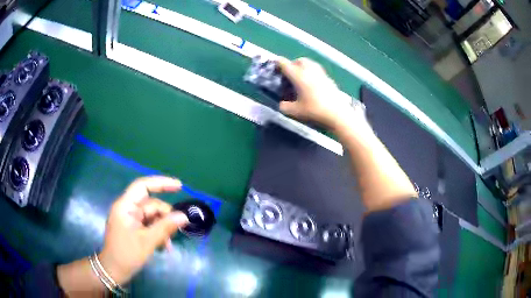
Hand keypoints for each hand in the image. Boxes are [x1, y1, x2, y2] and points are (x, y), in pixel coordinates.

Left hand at [98, 176, 188, 284]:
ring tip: (168, 245)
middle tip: (177, 230)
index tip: (179, 186)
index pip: (143, 186)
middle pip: (151, 204)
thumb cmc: (127, 254)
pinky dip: (158, 233)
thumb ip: (165, 227)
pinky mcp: (133, 228)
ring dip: (163, 228)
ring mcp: (130, 219)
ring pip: (152, 216)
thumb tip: (184, 216)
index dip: (161, 183)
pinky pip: (149, 225)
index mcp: (125, 206)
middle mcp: (127, 209)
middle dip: (165, 216)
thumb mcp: (147, 241)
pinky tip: (164, 246)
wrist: (114, 270)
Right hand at [278, 57, 363, 130]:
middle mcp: (309, 70)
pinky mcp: (329, 79)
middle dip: (292, 65)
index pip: (285, 63)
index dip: (277, 64)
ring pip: (310, 64)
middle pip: (299, 60)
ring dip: (303, 67)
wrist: (337, 114)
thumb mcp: (295, 112)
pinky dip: (312, 73)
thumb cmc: (314, 111)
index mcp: (298, 76)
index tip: (275, 68)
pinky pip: (317, 71)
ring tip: (300, 78)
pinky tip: (312, 85)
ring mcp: (321, 73)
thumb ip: (284, 106)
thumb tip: (282, 104)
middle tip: (289, 75)